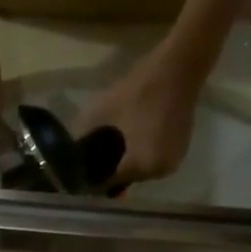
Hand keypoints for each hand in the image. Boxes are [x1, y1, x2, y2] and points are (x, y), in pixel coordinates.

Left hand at [74, 47, 204, 185]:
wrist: (179, 67)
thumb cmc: (138, 89)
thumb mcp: (100, 113)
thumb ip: (83, 140)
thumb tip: (71, 156)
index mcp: (140, 166)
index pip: (108, 184)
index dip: (92, 180)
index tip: (78, 174)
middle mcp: (158, 172)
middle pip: (125, 180)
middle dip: (109, 173)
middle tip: (92, 161)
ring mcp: (172, 163)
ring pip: (139, 172)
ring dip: (125, 165)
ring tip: (109, 151)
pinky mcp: (179, 151)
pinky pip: (152, 162)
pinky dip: (140, 157)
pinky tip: (130, 143)